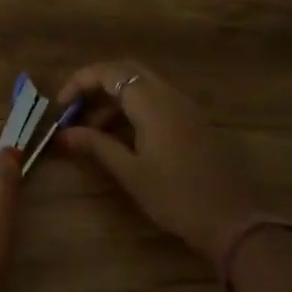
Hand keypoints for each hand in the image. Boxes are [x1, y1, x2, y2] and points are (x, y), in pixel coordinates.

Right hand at [56, 61, 260, 263]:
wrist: (231, 220)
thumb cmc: (175, 197)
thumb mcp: (130, 172)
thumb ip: (96, 145)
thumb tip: (63, 133)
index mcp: (152, 103)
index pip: (109, 73)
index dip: (80, 82)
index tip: (61, 107)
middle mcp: (169, 95)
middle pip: (127, 71)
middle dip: (96, 85)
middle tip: (74, 111)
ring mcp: (185, 107)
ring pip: (142, 85)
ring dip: (114, 99)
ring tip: (92, 131)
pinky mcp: (193, 121)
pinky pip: (157, 100)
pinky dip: (133, 108)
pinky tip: (121, 137)